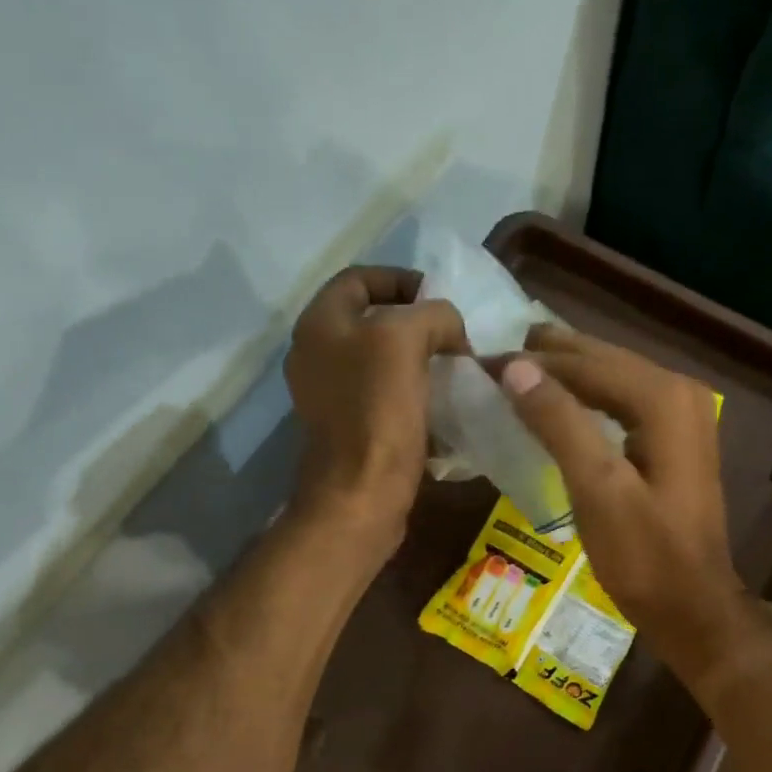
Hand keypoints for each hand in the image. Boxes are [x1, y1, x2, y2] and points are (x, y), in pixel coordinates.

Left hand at [284, 266, 466, 548]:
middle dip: (416, 323)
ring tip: (454, 369)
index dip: (403, 279)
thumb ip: (432, 315)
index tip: (442, 299)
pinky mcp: (350, 429)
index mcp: (320, 324)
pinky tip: (441, 403)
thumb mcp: (406, 339)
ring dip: (418, 360)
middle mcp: (317, 355)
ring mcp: (331, 395)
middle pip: (371, 321)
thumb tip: (450, 332)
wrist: (361, 493)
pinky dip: (413, 393)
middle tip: (453, 336)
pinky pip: (385, 396)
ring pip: (381, 361)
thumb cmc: (377, 410)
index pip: (360, 278)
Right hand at [497, 325, 749, 678]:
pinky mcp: (676, 441)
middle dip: (549, 358)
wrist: (693, 607)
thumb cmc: (643, 556)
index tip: (482, 362)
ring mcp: (683, 416)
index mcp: (663, 399)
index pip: (587, 364)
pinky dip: (588, 400)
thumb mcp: (597, 489)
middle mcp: (679, 393)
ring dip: (566, 375)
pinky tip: (560, 405)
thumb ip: (559, 423)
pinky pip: (624, 403)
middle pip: (604, 362)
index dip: (532, 362)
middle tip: (492, 355)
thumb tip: (515, 367)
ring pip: (613, 380)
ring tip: (517, 371)